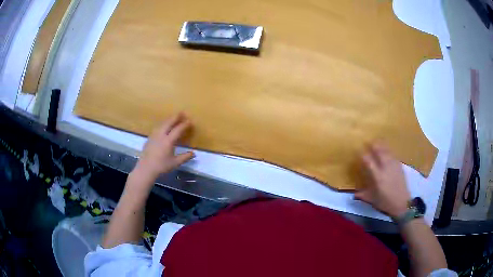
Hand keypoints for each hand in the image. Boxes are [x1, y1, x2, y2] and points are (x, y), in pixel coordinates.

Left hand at [134, 112, 194, 180]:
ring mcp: (154, 135)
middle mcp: (161, 135)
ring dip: (168, 119)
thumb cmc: (161, 166)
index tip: (190, 121)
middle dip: (176, 117)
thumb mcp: (175, 163)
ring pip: (162, 123)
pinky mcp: (149, 138)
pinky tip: (163, 126)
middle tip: (182, 113)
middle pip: (169, 122)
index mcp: (168, 141)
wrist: (146, 169)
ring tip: (173, 117)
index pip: (178, 129)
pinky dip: (163, 124)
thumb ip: (185, 157)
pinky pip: (157, 127)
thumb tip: (193, 153)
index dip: (184, 124)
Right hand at [355, 143, 410, 217]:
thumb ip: (363, 195)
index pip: (368, 161)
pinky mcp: (400, 167)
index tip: (358, 151)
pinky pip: (393, 155)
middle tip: (368, 141)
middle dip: (374, 145)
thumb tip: (354, 194)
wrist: (402, 204)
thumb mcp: (372, 200)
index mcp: (377, 176)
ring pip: (387, 151)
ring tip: (378, 141)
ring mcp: (394, 166)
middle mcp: (385, 168)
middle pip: (379, 152)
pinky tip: (388, 150)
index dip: (363, 155)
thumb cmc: (386, 203)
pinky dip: (389, 150)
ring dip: (382, 145)